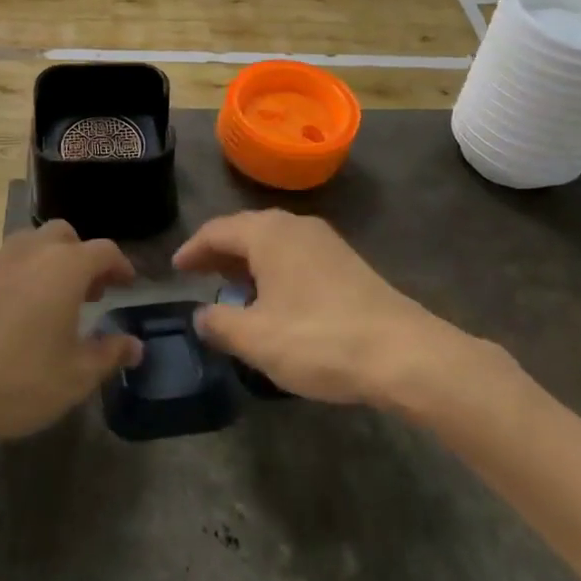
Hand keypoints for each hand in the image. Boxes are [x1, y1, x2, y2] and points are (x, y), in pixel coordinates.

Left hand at [0, 222, 141, 453]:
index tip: (127, 284)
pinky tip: (15, 309)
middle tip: (90, 292)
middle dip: (82, 256)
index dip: (120, 265)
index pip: (103, 251)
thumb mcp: (76, 376)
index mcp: (64, 267)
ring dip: (48, 260)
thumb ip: (109, 353)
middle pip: (64, 235)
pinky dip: (18, 273)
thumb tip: (134, 345)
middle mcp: (30, 252)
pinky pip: (2, 261)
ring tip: (52, 298)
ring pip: (30, 243)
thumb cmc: (20, 382)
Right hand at [175, 210, 481, 414]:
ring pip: (273, 242)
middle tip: (199, 276)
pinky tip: (274, 300)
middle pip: (245, 230)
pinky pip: (295, 255)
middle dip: (219, 253)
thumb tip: (201, 315)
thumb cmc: (318, 339)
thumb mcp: (256, 338)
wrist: (404, 353)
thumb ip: (219, 323)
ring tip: (232, 289)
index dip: (192, 250)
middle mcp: (295, 226)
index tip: (176, 269)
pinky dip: (274, 270)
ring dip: (248, 262)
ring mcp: (325, 242)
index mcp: (267, 233)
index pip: (217, 231)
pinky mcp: (346, 263)